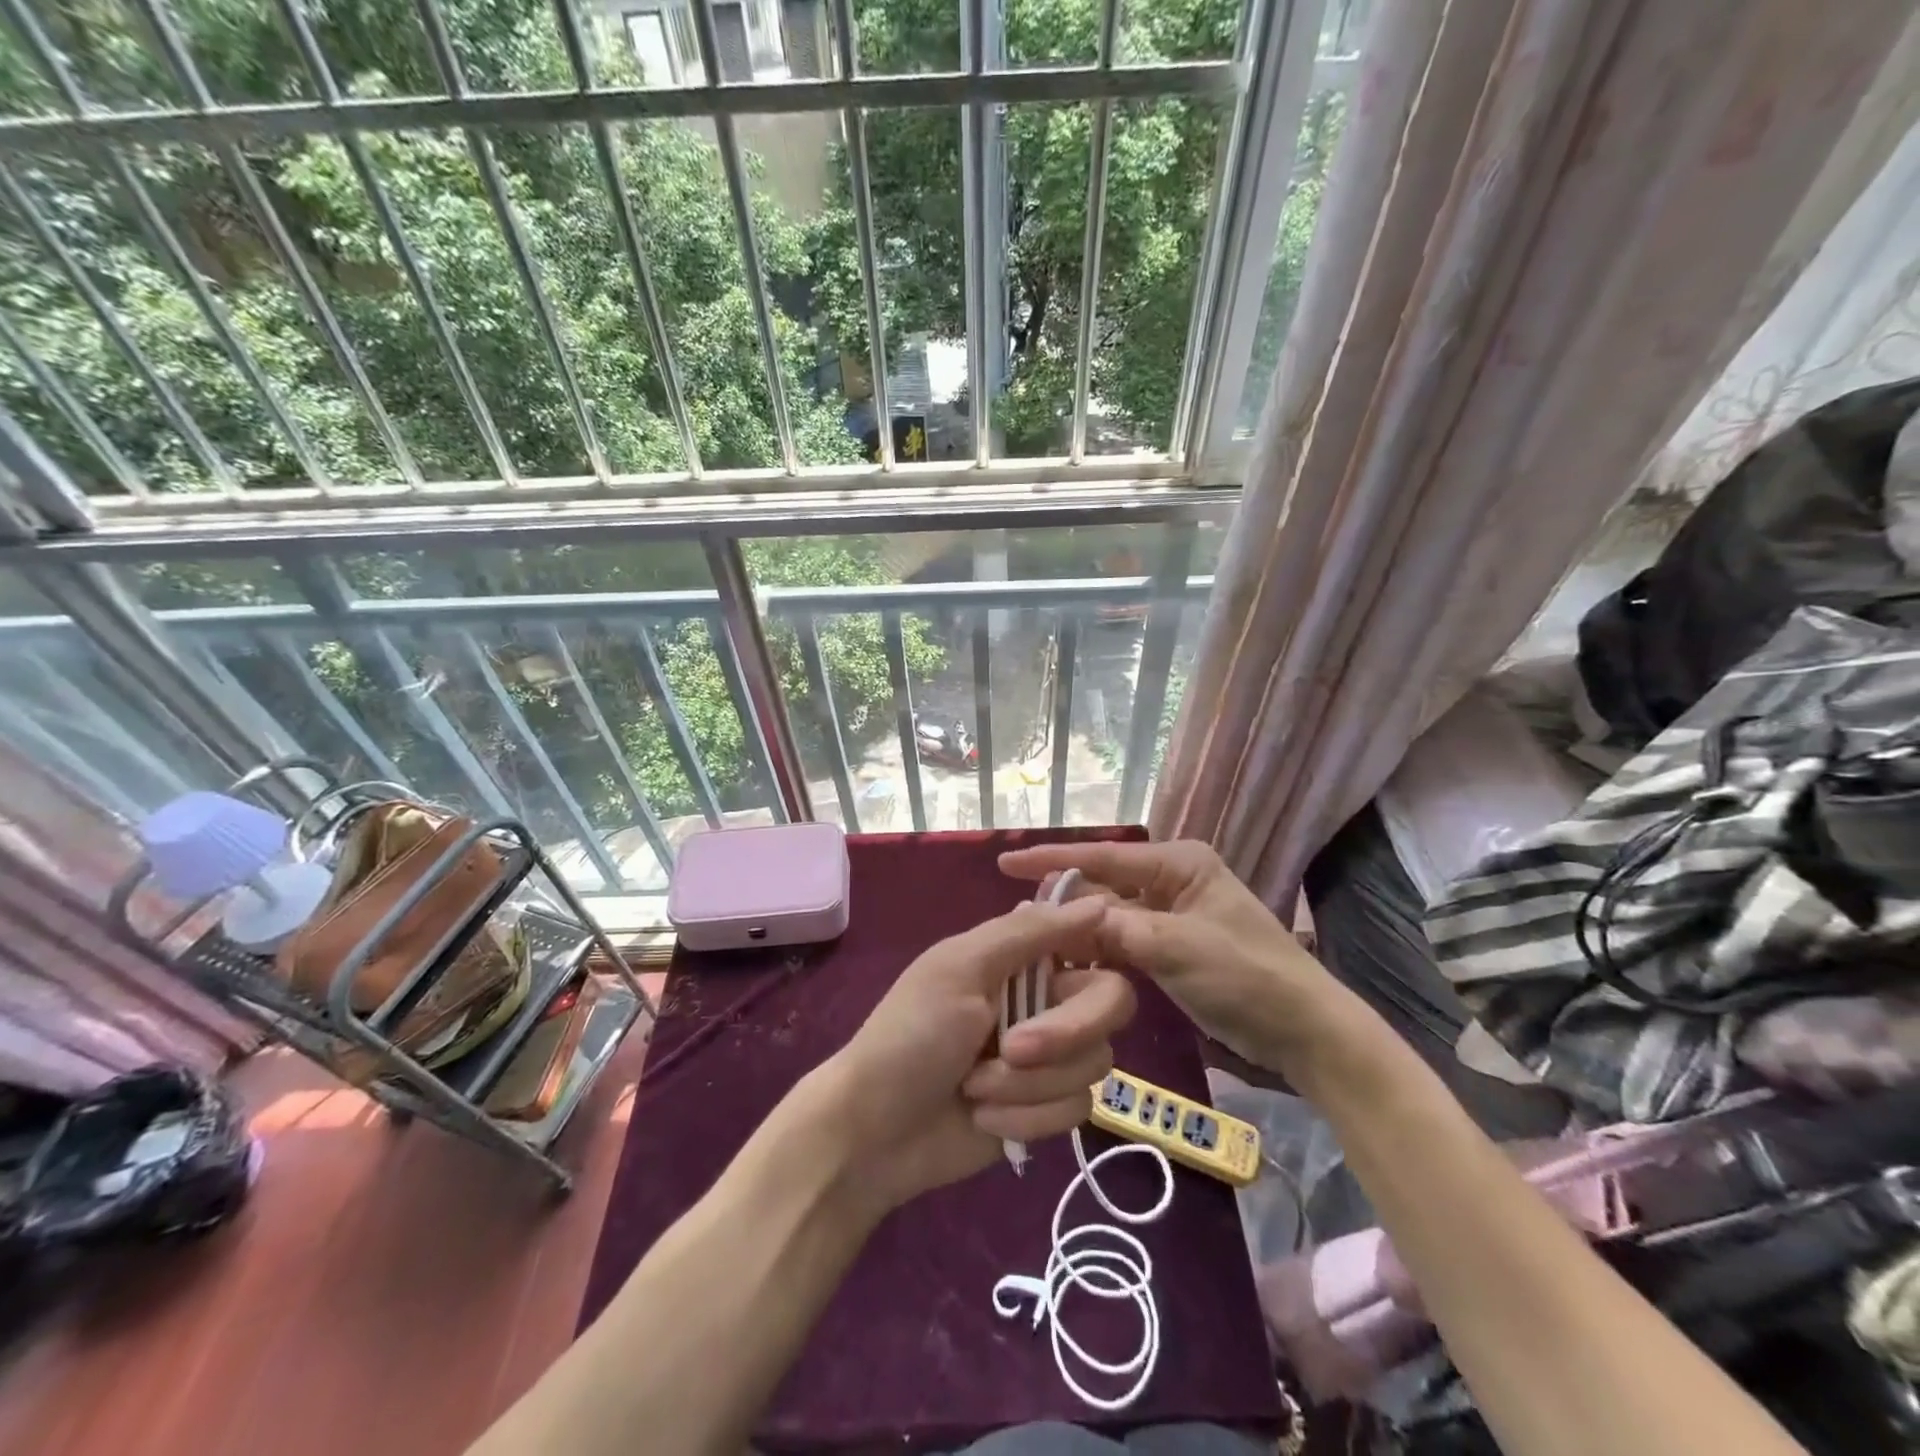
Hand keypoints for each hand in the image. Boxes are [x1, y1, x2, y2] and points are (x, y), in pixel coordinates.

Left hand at [814, 896, 1135, 1208]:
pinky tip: (982, 1119)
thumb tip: (1099, 900)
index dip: (1101, 951)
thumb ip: (1030, 932)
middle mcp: (1044, 1000)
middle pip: (1109, 1003)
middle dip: (1062, 1034)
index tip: (1080, 971)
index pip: (1091, 939)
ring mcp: (1049, 1058)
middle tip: (1011, 1048)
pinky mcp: (1046, 1109)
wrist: (875, 1132)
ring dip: (1028, 1084)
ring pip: (1092, 1063)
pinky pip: (1075, 1110)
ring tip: (974, 1088)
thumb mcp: (962, 968)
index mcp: (1022, 958)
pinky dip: (1025, 1117)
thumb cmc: (911, 1034)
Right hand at [1000, 840, 1357, 1079]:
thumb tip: (1058, 919)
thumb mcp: (1178, 947)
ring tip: (1030, 944)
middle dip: (1063, 903)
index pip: (1104, 856)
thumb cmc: (1247, 976)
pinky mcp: (1168, 948)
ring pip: (1108, 917)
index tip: (1005, 861)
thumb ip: (1116, 929)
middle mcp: (1170, 881)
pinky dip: (1096, 953)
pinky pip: (1120, 942)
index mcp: (1179, 863)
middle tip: (1016, 921)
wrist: (1303, 1033)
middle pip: (1102, 886)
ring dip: (1076, 932)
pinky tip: (1065, 966)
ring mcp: (1169, 916)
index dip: (1052, 859)